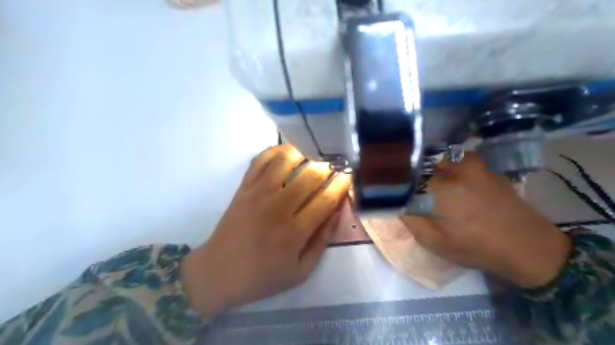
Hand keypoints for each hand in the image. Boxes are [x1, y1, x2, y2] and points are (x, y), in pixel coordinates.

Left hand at [181, 144, 350, 315]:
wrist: (219, 272)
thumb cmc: (262, 276)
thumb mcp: (301, 271)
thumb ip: (322, 240)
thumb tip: (337, 211)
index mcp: (295, 232)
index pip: (326, 199)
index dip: (342, 184)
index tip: (349, 176)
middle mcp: (278, 207)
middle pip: (310, 175)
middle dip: (328, 167)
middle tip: (333, 168)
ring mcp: (258, 194)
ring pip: (285, 160)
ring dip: (304, 154)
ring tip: (312, 158)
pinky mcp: (243, 188)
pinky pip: (260, 160)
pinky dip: (275, 151)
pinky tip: (287, 154)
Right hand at [405, 154, 571, 288]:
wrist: (527, 245)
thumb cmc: (475, 247)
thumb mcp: (433, 241)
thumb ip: (409, 218)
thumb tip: (396, 200)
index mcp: (439, 187)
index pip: (404, 176)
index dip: (396, 182)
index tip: (392, 190)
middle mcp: (453, 168)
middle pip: (418, 163)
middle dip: (410, 175)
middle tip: (409, 189)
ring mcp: (470, 162)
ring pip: (434, 158)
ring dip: (426, 168)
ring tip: (427, 185)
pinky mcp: (481, 164)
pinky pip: (452, 158)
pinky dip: (444, 165)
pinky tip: (448, 181)